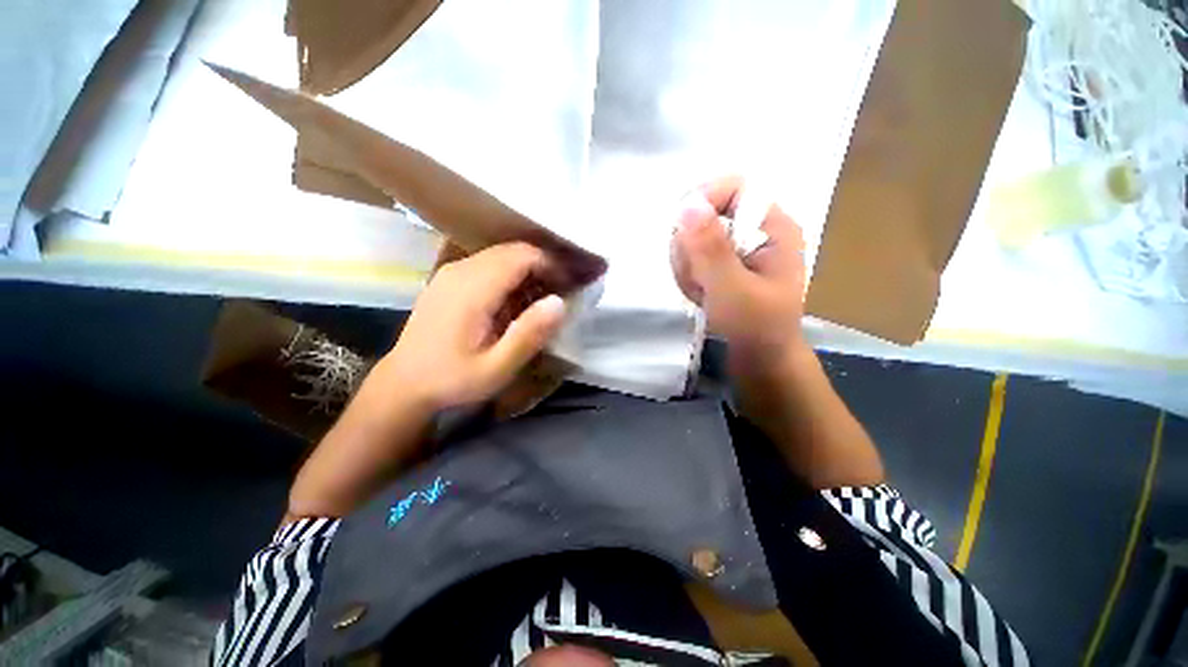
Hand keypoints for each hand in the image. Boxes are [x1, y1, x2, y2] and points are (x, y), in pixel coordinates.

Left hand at [380, 242, 567, 411]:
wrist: (404, 383)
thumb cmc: (452, 379)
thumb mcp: (497, 368)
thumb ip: (528, 335)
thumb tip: (560, 302)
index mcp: (473, 289)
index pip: (522, 256)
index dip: (552, 264)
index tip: (571, 284)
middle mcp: (461, 270)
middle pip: (513, 250)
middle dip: (543, 265)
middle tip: (563, 290)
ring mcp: (451, 272)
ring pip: (501, 255)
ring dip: (528, 269)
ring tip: (544, 295)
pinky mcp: (449, 279)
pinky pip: (488, 263)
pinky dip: (511, 274)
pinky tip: (517, 299)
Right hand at [671, 176, 806, 364]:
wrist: (760, 360)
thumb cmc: (756, 327)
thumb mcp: (733, 289)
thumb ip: (710, 248)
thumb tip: (687, 203)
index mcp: (772, 226)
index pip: (733, 187)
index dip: (703, 201)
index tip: (682, 232)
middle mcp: (755, 230)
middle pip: (706, 213)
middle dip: (692, 248)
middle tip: (700, 279)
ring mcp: (737, 248)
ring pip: (693, 237)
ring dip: (688, 267)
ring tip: (703, 293)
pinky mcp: (724, 263)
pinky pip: (692, 256)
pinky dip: (689, 276)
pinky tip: (701, 296)